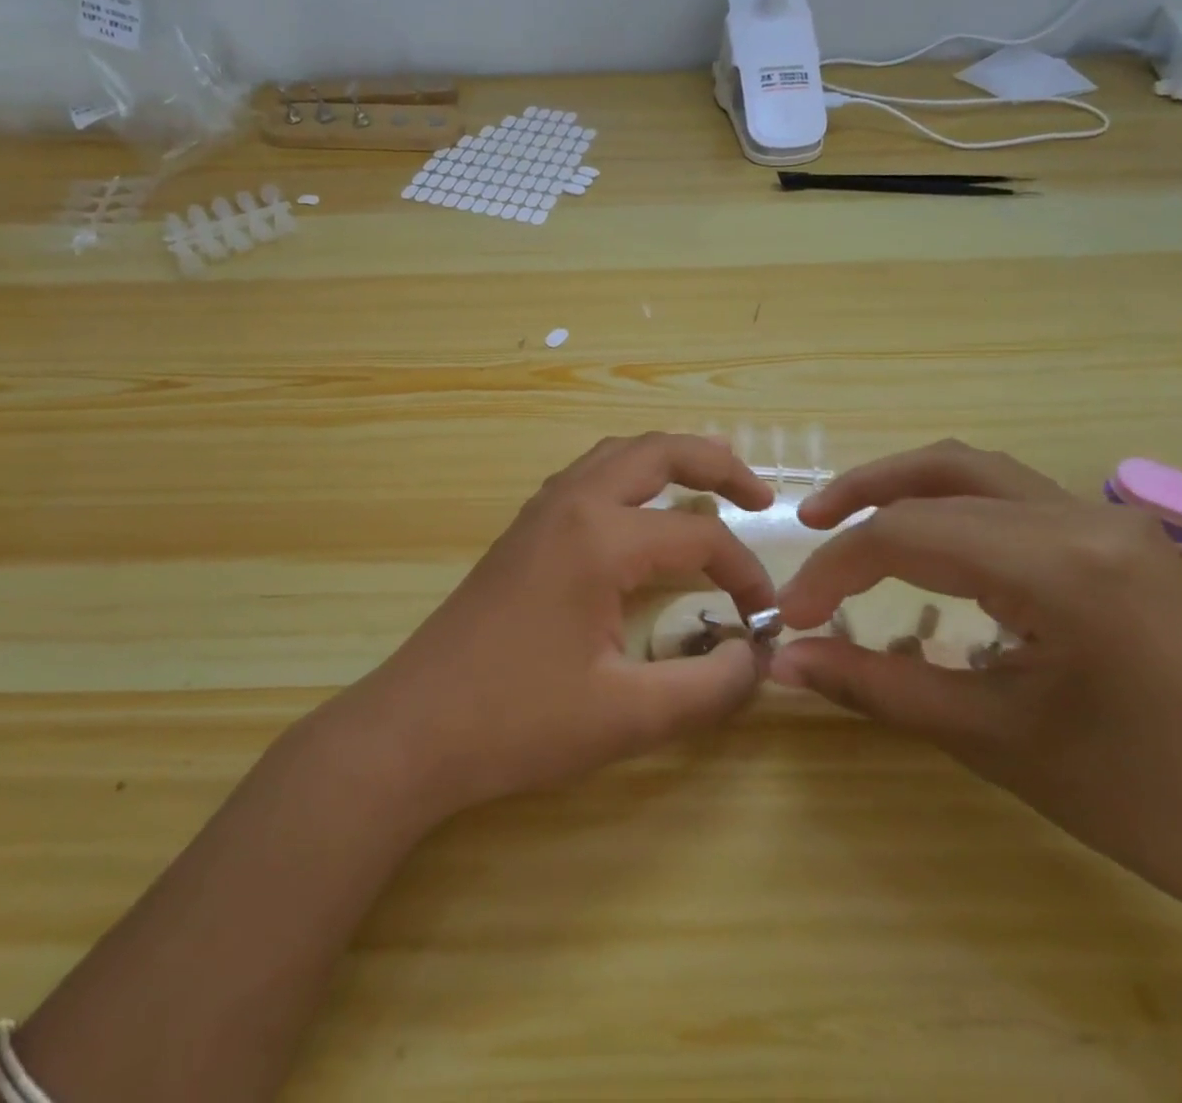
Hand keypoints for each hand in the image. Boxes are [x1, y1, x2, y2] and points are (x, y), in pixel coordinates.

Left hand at [329, 434, 778, 821]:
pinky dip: (629, 477)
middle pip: (656, 452)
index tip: (766, 622)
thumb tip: (757, 658)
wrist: (415, 728)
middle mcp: (570, 504)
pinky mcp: (521, 531)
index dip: (745, 575)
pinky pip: (587, 478)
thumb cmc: (519, 721)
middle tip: (762, 497)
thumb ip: (709, 688)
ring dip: (668, 460)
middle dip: (717, 464)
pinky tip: (640, 514)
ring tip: (711, 483)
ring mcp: (539, 512)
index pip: (699, 536)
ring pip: (616, 455)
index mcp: (599, 538)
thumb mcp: (628, 717)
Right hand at [770, 440, 1181, 937]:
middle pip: (939, 476)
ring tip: (851, 520)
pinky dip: (951, 506)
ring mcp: (1109, 522)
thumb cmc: (1147, 799)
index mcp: (1059, 565)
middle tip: (805, 527)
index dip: (834, 570)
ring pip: (977, 471)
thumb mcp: (993, 739)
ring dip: (905, 487)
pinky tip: (930, 548)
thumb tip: (783, 663)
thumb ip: (876, 685)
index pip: (906, 536)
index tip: (791, 615)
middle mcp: (1083, 518)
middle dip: (860, 499)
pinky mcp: (1119, 539)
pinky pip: (1012, 497)